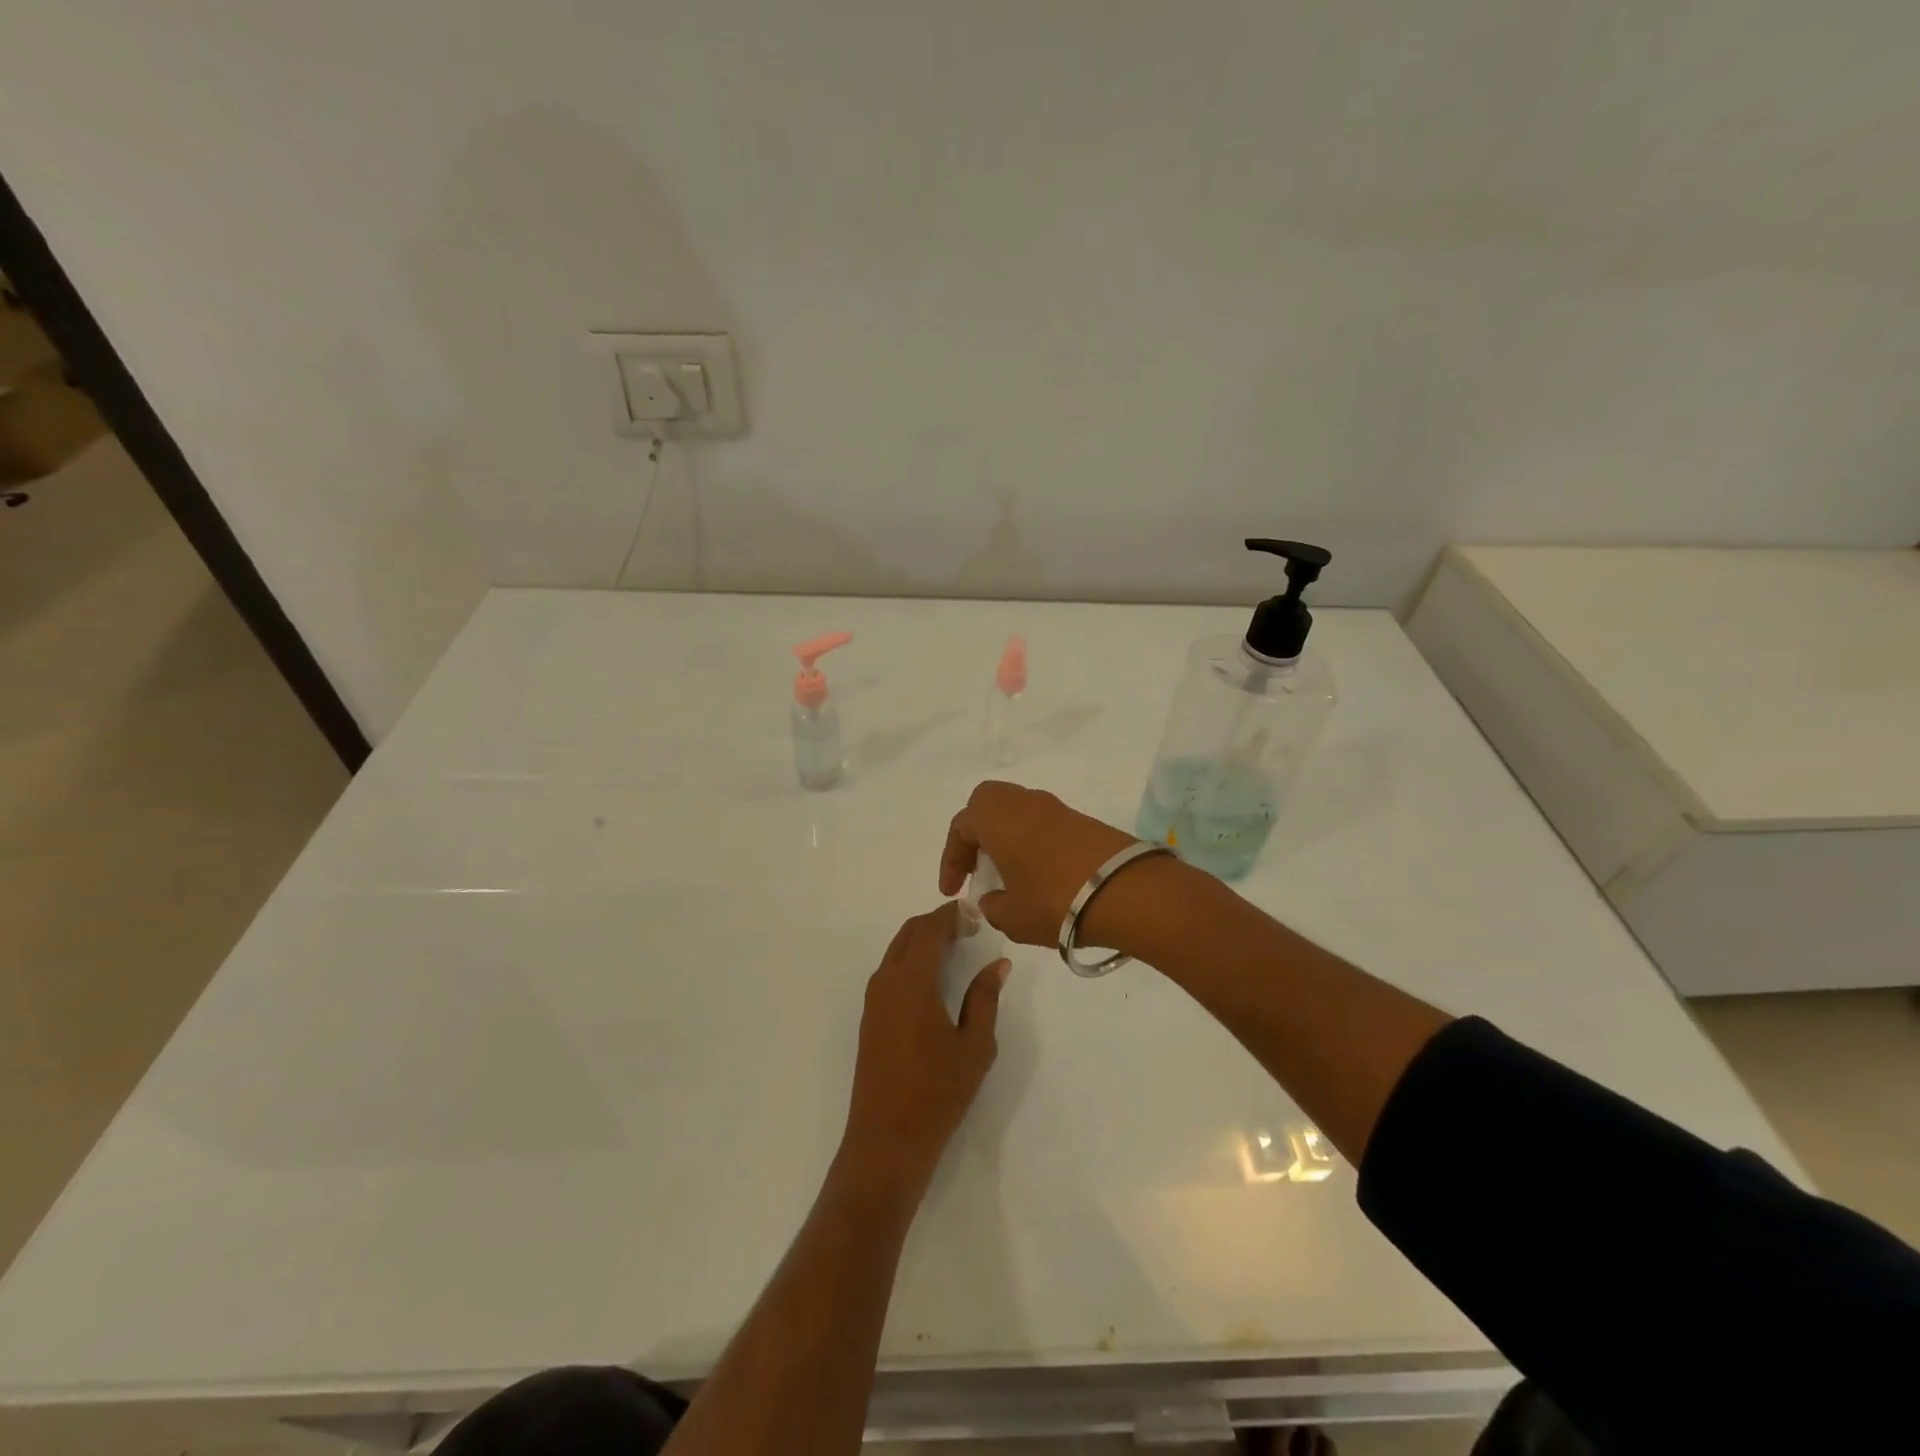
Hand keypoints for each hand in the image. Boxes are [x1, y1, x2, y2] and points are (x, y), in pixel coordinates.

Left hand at [838, 902, 1008, 1200]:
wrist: (886, 1142)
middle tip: (968, 929)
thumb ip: (985, 998)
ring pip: (897, 952)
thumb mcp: (975, 1045)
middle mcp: (886, 981)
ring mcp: (873, 1001)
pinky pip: (890, 972)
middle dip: (936, 923)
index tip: (976, 913)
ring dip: (922, 942)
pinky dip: (911, 961)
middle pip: (909, 933)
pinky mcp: (870, 1019)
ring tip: (955, 950)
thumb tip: (998, 964)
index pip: (930, 929)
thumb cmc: (937, 1092)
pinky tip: (933, 980)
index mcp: (912, 980)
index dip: (952, 915)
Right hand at [938, 781, 1143, 948]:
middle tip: (976, 867)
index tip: (952, 892)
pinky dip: (1031, 842)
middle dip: (976, 833)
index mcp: (995, 817)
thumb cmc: (1053, 900)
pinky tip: (1037, 874)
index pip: (960, 829)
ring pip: (1017, 812)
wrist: (1125, 891)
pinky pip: (1042, 823)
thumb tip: (992, 899)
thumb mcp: (1011, 916)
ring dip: (1005, 837)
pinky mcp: (1081, 820)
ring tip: (1007, 874)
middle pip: (987, 804)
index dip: (951, 861)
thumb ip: (992, 907)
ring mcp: (1055, 808)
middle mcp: (1022, 802)